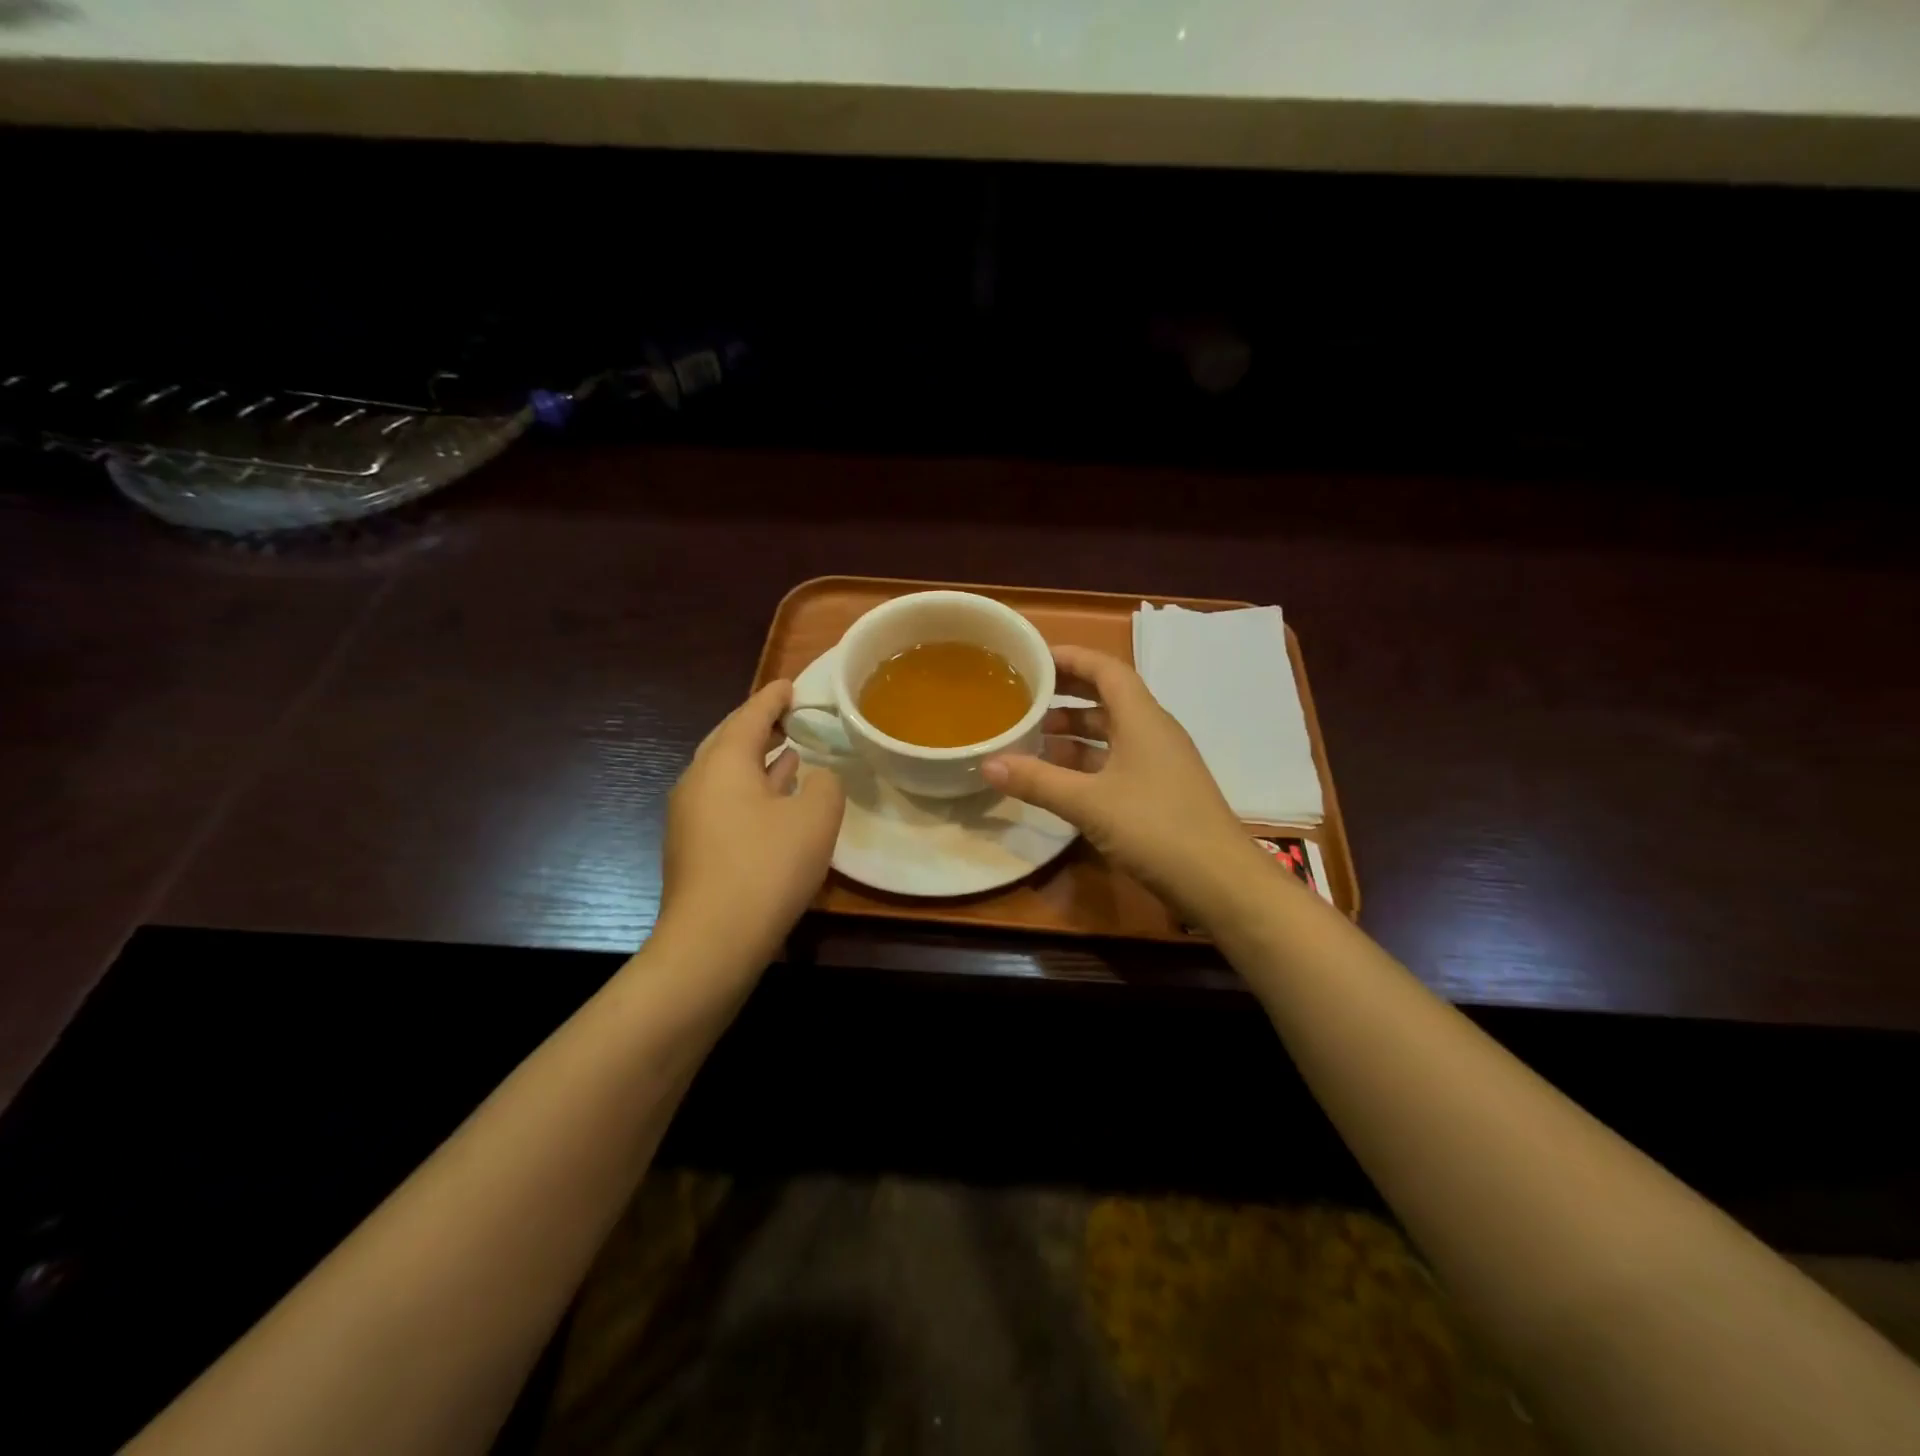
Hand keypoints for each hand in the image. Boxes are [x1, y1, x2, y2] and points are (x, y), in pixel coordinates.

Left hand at [653, 680, 845, 969]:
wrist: (712, 940)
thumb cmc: (768, 867)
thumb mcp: (816, 818)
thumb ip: (826, 784)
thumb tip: (817, 775)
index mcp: (724, 762)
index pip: (751, 715)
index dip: (774, 697)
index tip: (791, 684)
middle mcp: (699, 780)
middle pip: (730, 740)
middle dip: (760, 725)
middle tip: (789, 715)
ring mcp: (690, 816)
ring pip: (726, 773)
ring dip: (757, 760)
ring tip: (789, 752)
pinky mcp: (694, 847)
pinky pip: (725, 800)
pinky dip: (751, 789)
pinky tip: (773, 801)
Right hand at [984, 645, 1274, 925]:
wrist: (1219, 881)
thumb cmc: (1155, 827)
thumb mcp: (1088, 803)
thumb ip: (1037, 781)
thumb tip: (988, 763)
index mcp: (1142, 718)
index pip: (1106, 669)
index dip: (1070, 658)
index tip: (1032, 658)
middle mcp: (1154, 730)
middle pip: (1108, 697)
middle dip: (1067, 692)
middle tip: (1025, 694)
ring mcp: (1160, 761)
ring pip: (1112, 732)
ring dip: (1075, 730)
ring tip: (1033, 736)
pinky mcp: (1160, 790)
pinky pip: (1117, 759)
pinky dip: (1087, 760)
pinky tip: (1060, 777)